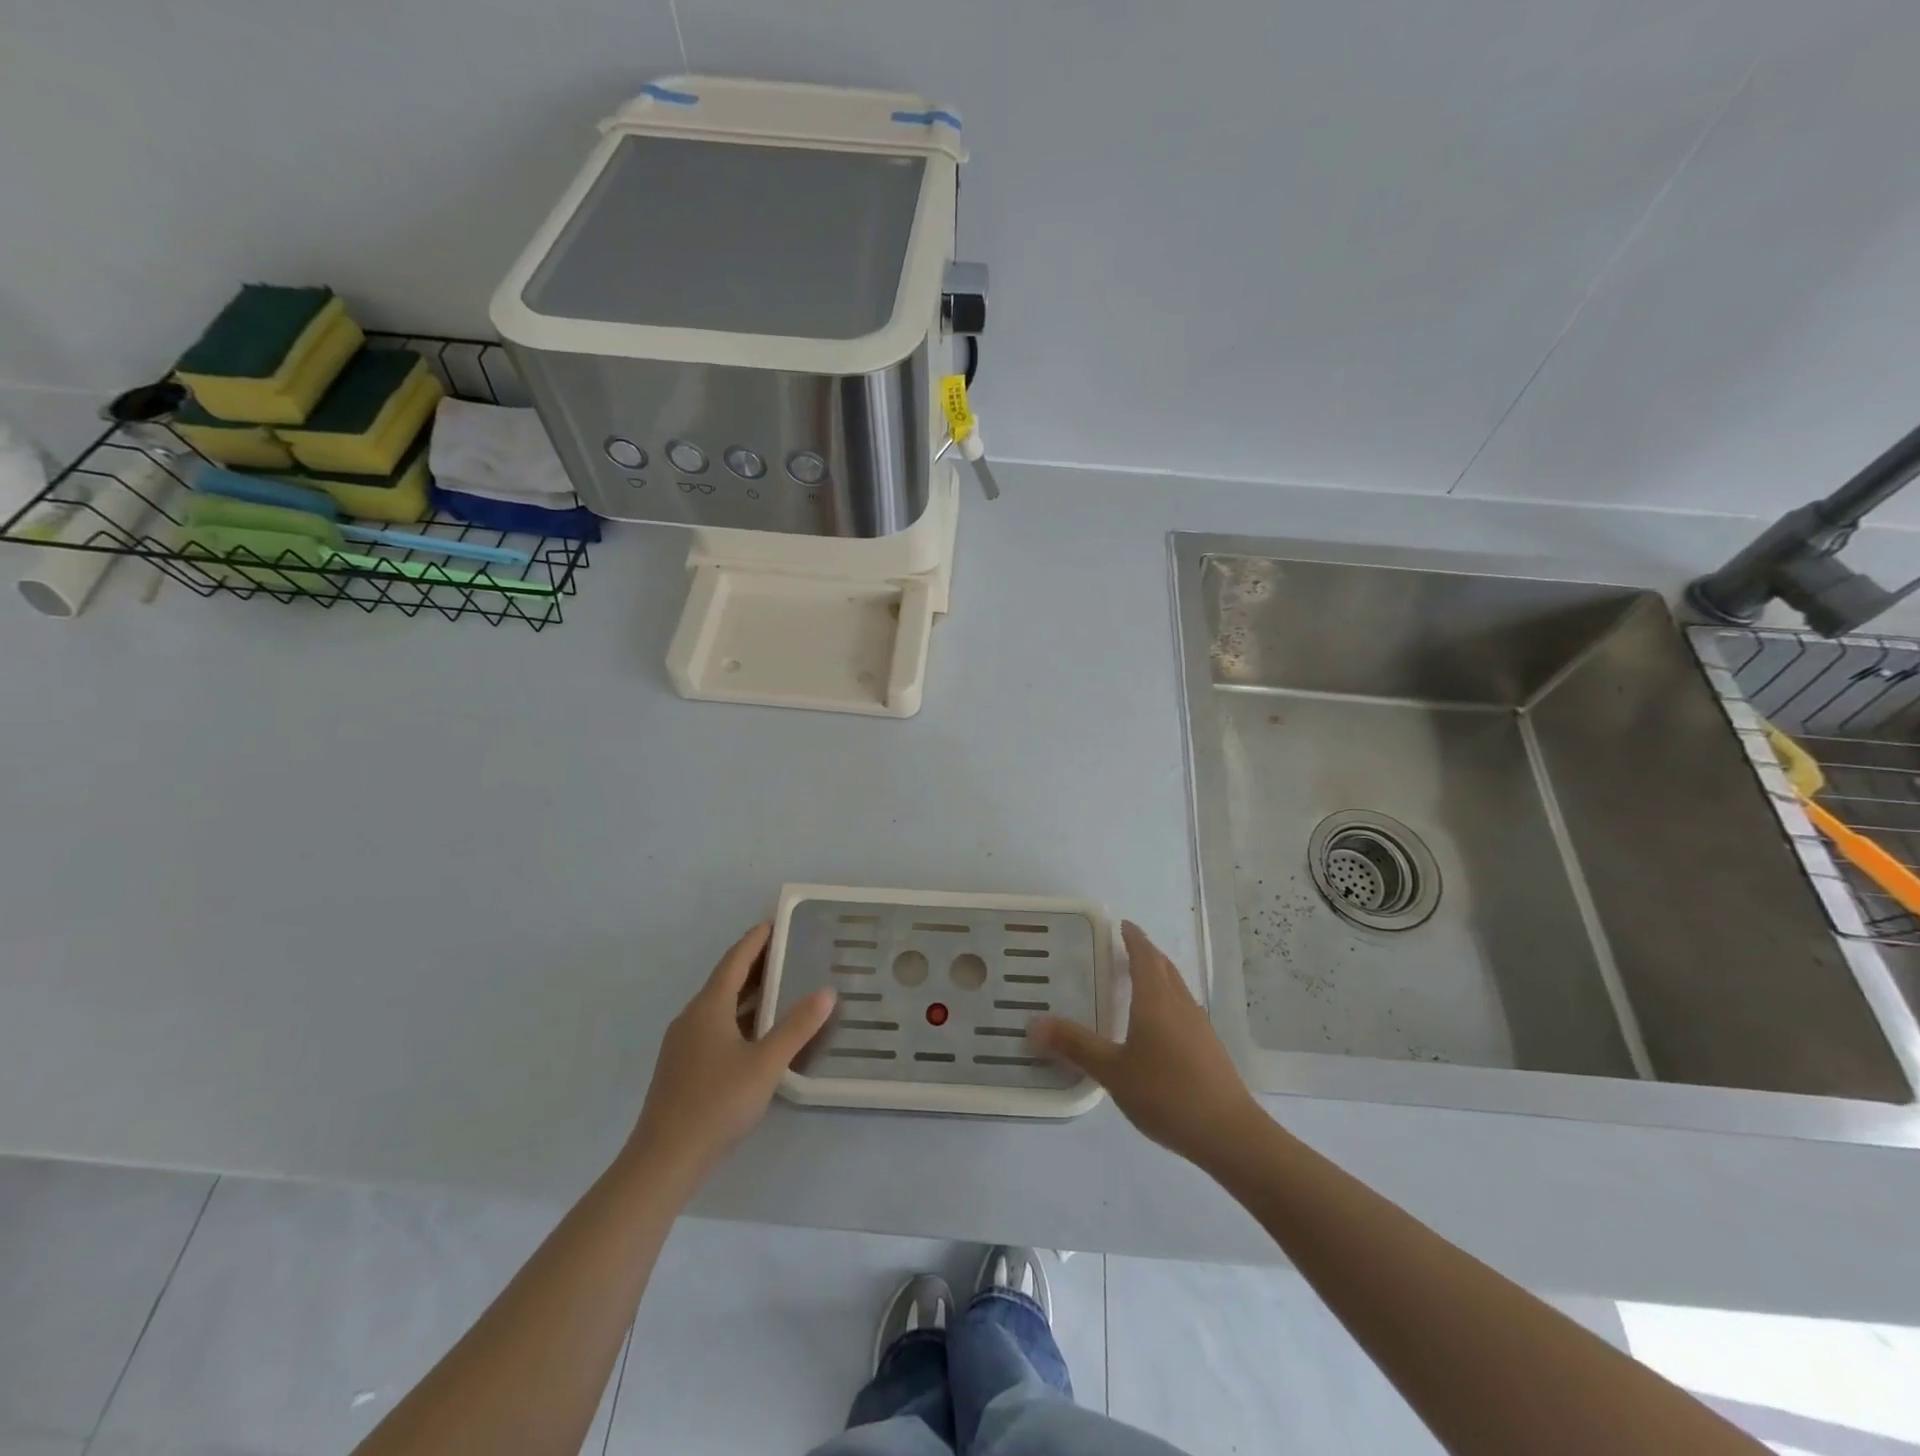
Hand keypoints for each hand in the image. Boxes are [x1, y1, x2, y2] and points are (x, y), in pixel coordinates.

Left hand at [627, 923, 835, 1180]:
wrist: (664, 1159)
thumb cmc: (717, 1103)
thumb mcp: (766, 1064)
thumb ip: (797, 1027)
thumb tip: (826, 991)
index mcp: (709, 1007)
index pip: (734, 960)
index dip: (755, 940)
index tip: (775, 922)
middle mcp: (692, 1017)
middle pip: (725, 980)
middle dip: (755, 963)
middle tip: (788, 951)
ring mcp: (683, 1043)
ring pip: (720, 1006)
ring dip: (748, 992)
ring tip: (781, 986)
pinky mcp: (683, 1067)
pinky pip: (715, 1026)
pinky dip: (739, 1016)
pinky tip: (758, 1032)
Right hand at [1032, 920, 1260, 1169]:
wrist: (1229, 1133)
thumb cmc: (1166, 1094)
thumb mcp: (1113, 1072)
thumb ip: (1075, 1046)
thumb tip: (1034, 1023)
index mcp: (1156, 1000)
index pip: (1145, 956)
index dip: (1134, 938)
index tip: (1122, 925)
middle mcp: (1180, 1004)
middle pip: (1164, 967)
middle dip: (1146, 953)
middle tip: (1124, 949)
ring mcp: (1199, 1026)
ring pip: (1176, 988)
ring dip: (1159, 976)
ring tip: (1138, 981)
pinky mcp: (1209, 1048)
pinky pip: (1183, 1008)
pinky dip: (1167, 1000)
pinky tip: (1158, 1025)